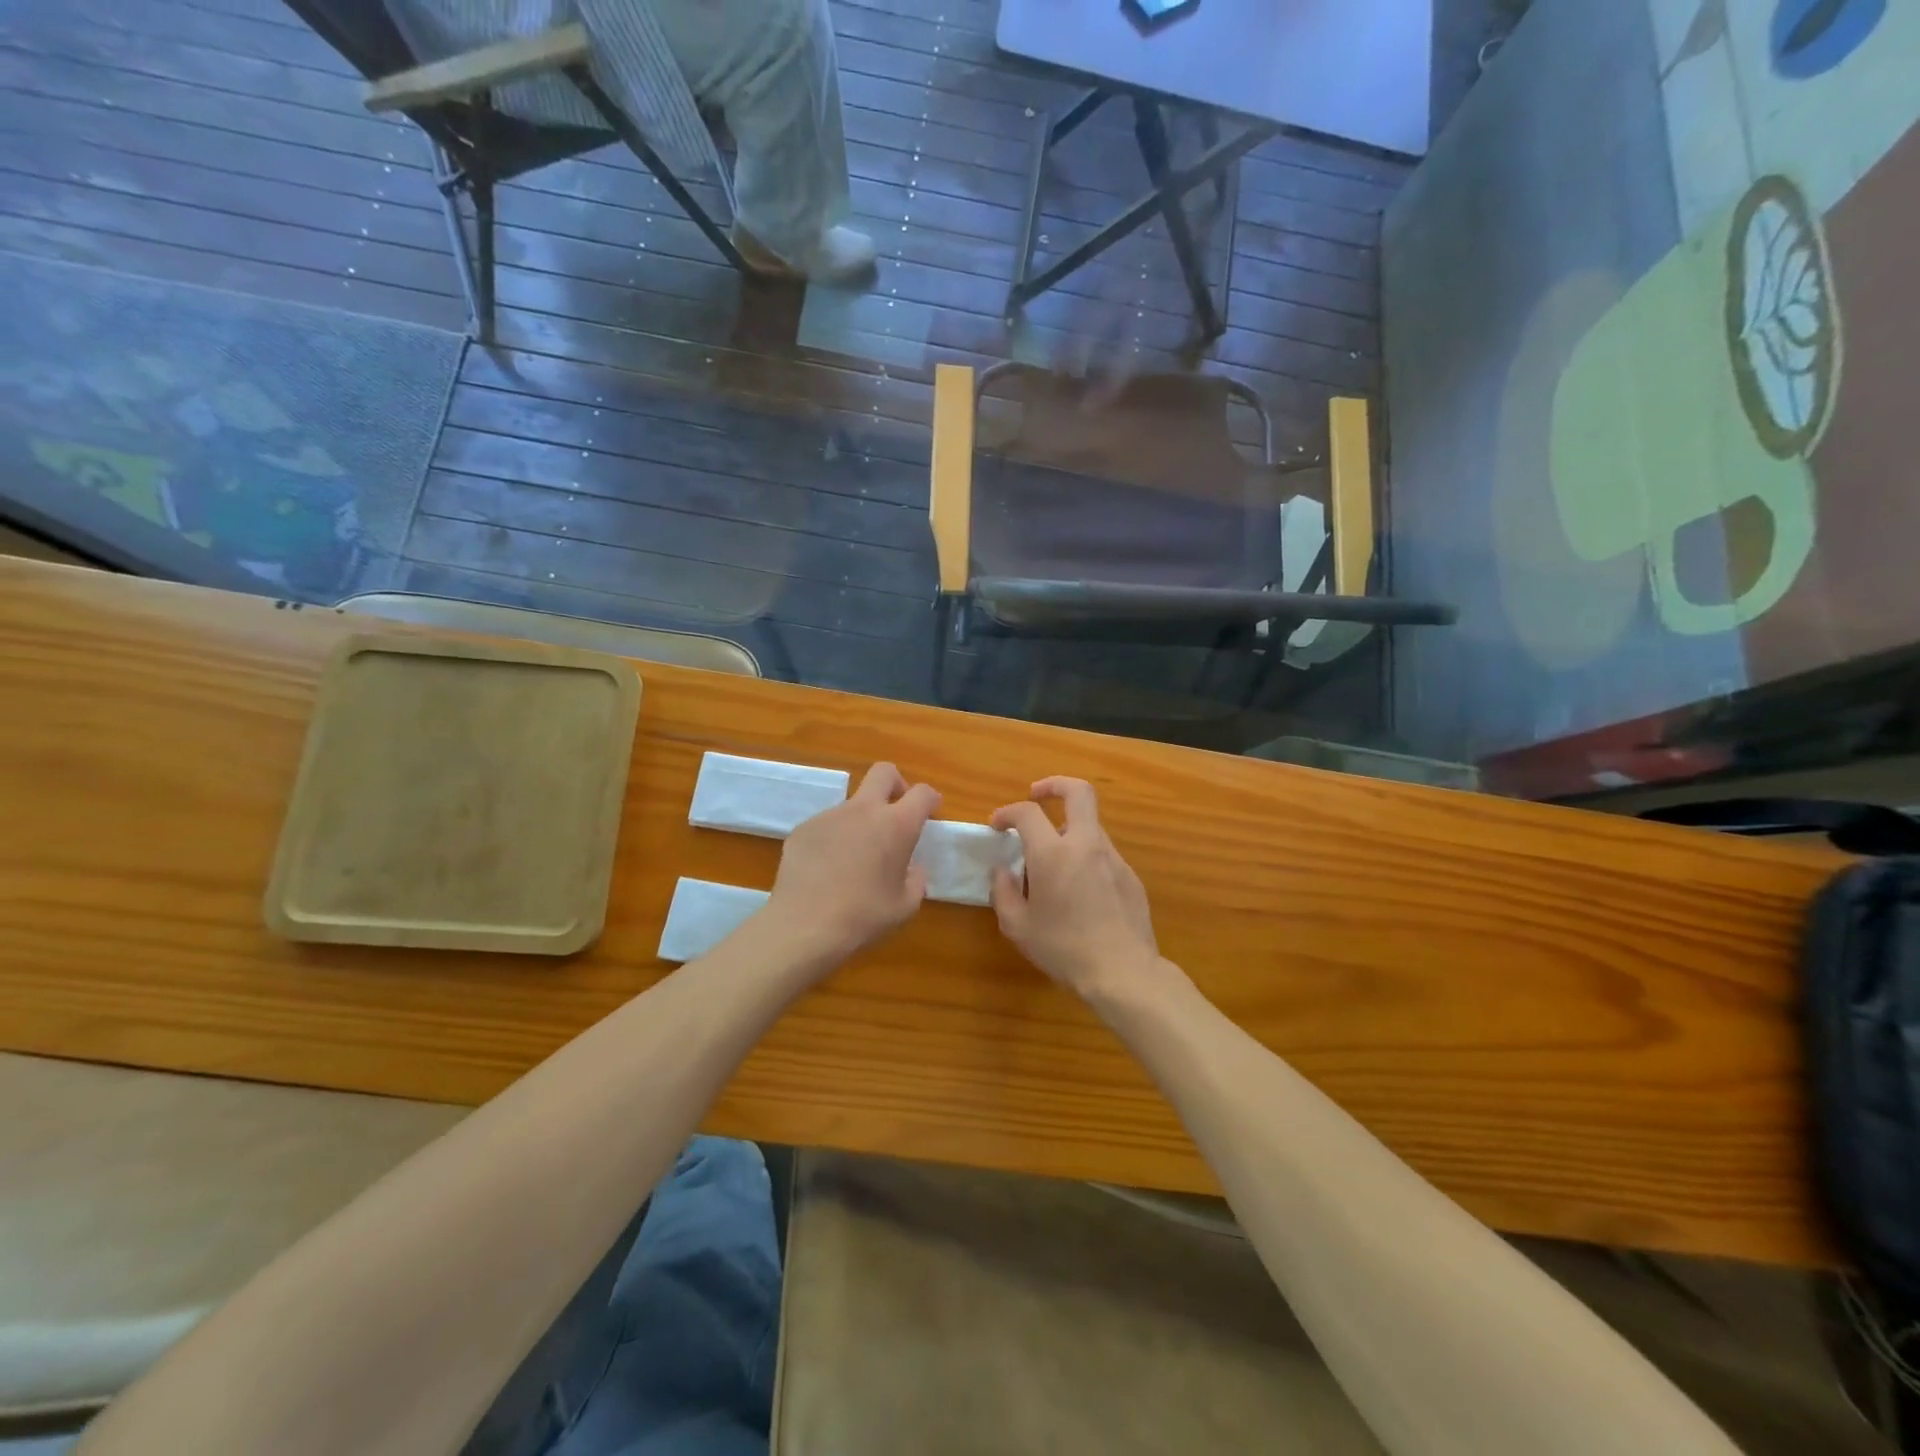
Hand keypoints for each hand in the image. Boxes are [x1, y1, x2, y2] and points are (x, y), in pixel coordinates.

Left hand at [760, 762, 939, 968]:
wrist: (804, 926)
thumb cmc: (864, 916)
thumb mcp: (905, 906)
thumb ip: (915, 881)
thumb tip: (911, 870)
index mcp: (896, 825)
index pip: (922, 793)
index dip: (930, 799)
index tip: (931, 811)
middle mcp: (863, 810)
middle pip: (883, 772)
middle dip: (896, 784)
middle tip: (897, 811)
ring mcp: (829, 816)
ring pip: (852, 803)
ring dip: (861, 820)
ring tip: (855, 858)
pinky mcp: (803, 829)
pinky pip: (826, 826)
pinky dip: (833, 839)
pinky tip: (827, 870)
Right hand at [989, 777, 1161, 999]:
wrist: (1123, 972)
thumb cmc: (1063, 949)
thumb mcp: (1018, 926)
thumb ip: (1003, 892)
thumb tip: (1002, 870)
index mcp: (1053, 853)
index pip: (1027, 813)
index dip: (1007, 812)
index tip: (997, 825)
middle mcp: (1086, 845)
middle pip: (1078, 792)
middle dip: (1054, 785)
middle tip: (1036, 795)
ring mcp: (1113, 858)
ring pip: (1090, 825)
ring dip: (1068, 829)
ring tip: (1052, 860)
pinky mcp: (1130, 876)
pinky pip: (1103, 854)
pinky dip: (1085, 857)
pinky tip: (1078, 889)